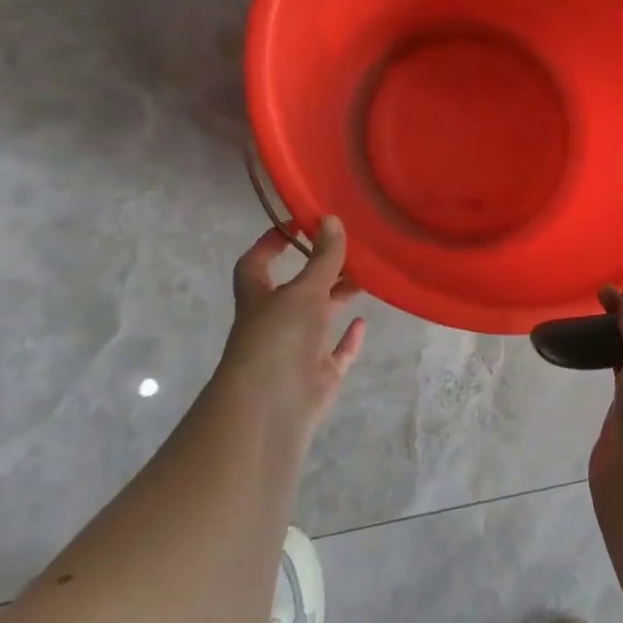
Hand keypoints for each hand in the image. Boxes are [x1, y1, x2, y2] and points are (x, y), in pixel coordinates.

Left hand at [214, 217, 365, 448]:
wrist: (273, 404)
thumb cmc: (278, 337)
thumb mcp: (304, 291)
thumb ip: (323, 258)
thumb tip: (332, 219)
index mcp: (259, 298)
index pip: (256, 263)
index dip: (271, 243)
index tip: (297, 224)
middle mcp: (275, 321)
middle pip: (296, 289)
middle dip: (319, 270)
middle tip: (349, 249)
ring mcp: (297, 349)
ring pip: (319, 318)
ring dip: (338, 299)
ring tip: (365, 277)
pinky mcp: (318, 374)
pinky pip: (336, 353)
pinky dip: (349, 338)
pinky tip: (364, 322)